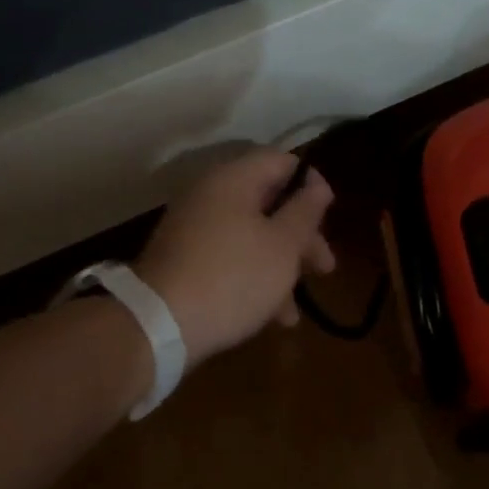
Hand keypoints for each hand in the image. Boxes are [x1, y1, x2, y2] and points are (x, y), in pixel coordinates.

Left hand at [135, 149, 335, 367]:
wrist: (159, 327)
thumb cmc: (234, 277)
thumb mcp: (283, 245)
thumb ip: (305, 211)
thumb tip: (317, 183)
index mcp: (234, 180)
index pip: (281, 161)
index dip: (311, 183)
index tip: (329, 213)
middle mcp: (210, 196)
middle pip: (269, 202)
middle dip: (301, 236)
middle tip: (325, 266)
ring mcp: (193, 230)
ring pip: (252, 236)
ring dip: (281, 266)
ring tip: (296, 308)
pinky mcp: (185, 262)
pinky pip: (230, 258)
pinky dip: (254, 278)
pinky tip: (273, 317)